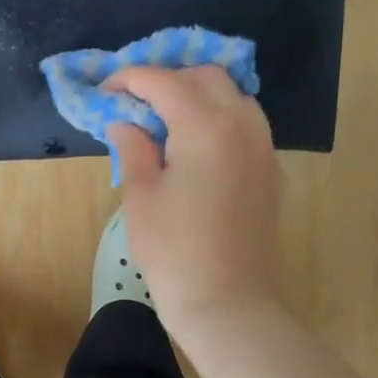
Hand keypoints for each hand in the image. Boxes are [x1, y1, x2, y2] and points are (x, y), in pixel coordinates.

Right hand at [104, 65, 281, 326]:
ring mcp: (264, 148)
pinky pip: (247, 126)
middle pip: (206, 77)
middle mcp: (243, 125)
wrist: (226, 300)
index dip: (130, 78)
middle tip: (136, 101)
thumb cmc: (173, 249)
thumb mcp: (140, 196)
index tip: (105, 88)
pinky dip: (220, 119)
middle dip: (168, 79)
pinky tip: (196, 145)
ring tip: (166, 118)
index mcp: (206, 126)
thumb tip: (124, 122)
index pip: (164, 82)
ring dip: (198, 95)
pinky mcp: (271, 172)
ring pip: (234, 96)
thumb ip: (133, 148)